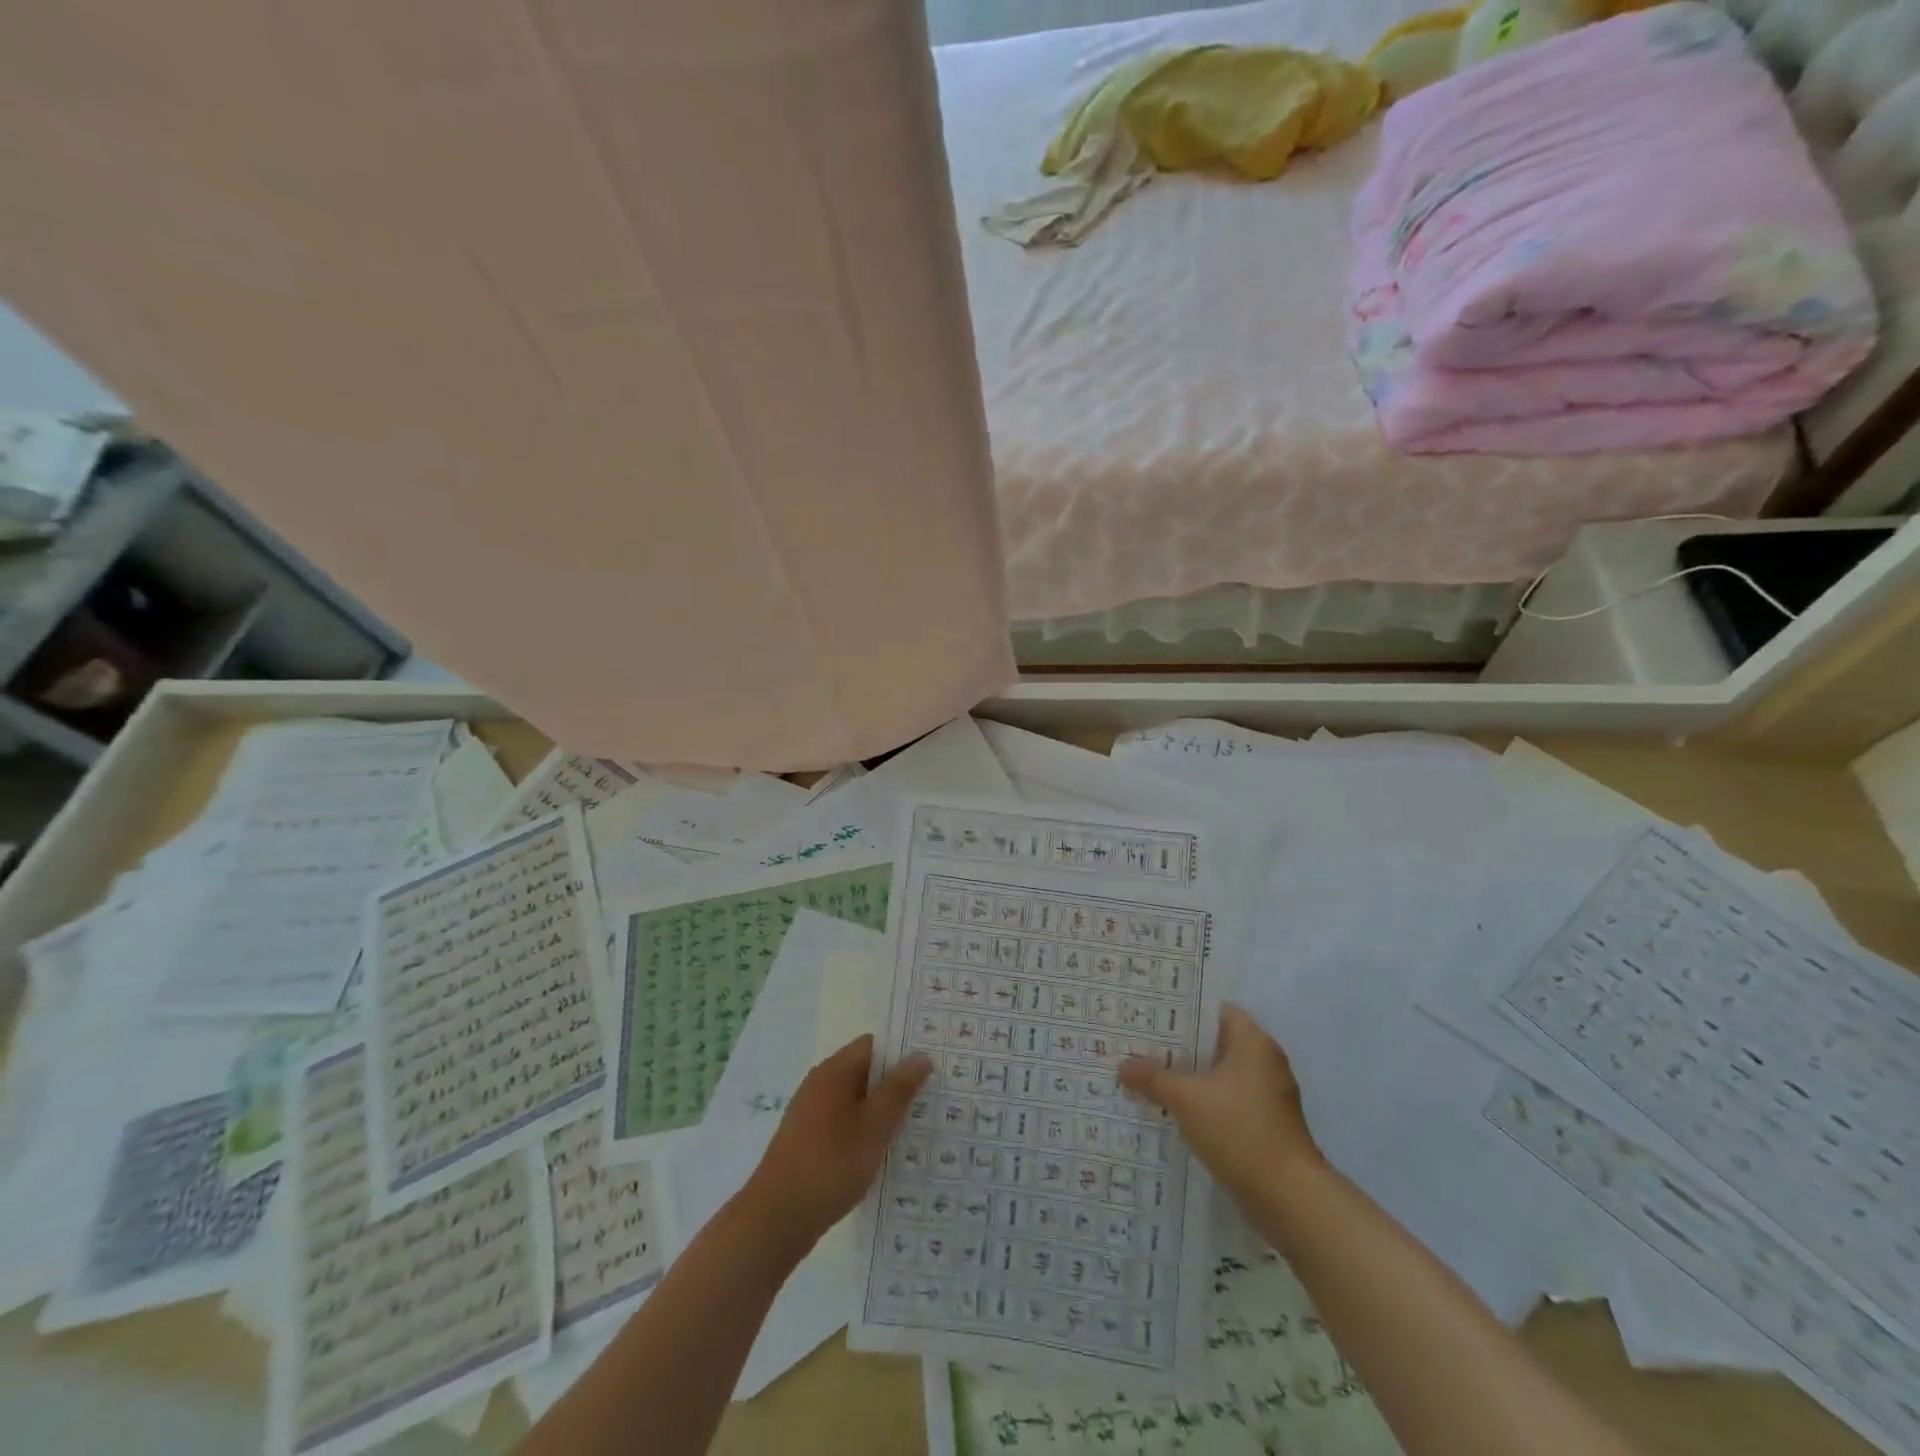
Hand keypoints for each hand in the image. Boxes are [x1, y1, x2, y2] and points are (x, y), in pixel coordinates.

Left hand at [739, 1036, 931, 1256]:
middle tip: (930, 1095)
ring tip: (913, 1124)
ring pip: (855, 1099)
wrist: (777, 1218)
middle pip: (864, 1070)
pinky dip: (864, 1129)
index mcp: (834, 1071)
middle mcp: (819, 1084)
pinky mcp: (807, 1140)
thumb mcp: (874, 1125)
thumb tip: (920, 1055)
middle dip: (895, 1082)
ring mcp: (811, 1113)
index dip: (902, 1050)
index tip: (930, 1064)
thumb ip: (899, 1089)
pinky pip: (844, 1121)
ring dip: (880, 1109)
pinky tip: (882, 1150)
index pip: (873, 1045)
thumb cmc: (831, 1163)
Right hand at [1118, 1004, 1322, 1201]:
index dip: (1183, 1010)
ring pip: (1219, 1076)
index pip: (1215, 1010)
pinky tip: (1173, 1111)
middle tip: (1140, 1044)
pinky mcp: (1265, 1127)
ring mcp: (1268, 1097)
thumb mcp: (1187, 1099)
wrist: (1289, 1198)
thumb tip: (1122, 1066)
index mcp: (1254, 1043)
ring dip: (1189, 1078)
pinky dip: (1203, 1104)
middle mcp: (1265, 1063)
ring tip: (1148, 1075)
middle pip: (1214, 1043)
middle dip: (1179, 1046)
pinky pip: (1227, 1103)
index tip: (1151, 1014)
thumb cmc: (1240, 1130)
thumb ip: (1153, 1078)